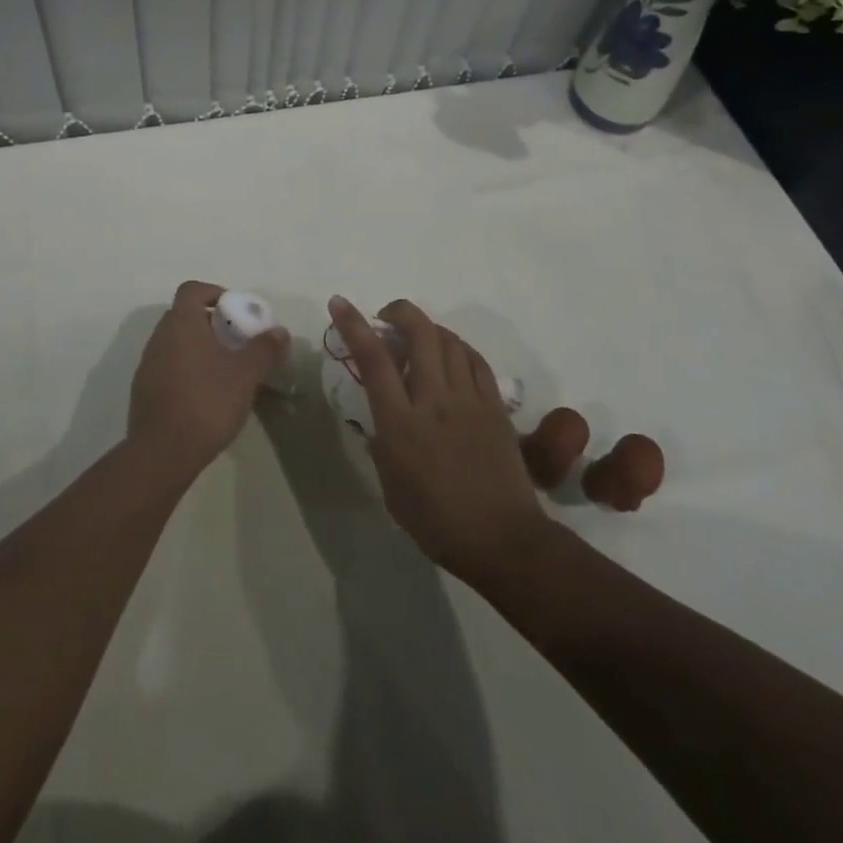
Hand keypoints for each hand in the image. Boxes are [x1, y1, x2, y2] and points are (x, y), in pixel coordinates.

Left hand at [128, 281, 288, 482]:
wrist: (162, 453)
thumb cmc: (207, 402)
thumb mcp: (245, 375)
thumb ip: (264, 349)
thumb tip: (279, 332)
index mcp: (181, 324)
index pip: (192, 290)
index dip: (214, 292)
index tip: (235, 310)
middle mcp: (159, 338)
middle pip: (184, 316)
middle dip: (212, 323)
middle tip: (236, 341)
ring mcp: (147, 365)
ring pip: (176, 343)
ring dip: (199, 348)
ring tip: (225, 370)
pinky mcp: (144, 391)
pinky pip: (168, 367)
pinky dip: (187, 370)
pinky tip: (206, 395)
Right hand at [327, 294, 544, 581]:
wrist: (503, 540)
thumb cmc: (437, 522)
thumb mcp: (391, 487)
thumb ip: (381, 443)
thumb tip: (378, 418)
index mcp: (401, 423)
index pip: (374, 359)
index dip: (353, 324)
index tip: (339, 302)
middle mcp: (434, 400)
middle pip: (419, 333)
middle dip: (399, 311)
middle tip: (386, 317)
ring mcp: (469, 399)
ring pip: (449, 340)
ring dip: (428, 328)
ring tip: (417, 338)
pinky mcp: (495, 406)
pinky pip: (475, 360)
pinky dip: (458, 348)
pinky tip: (451, 355)